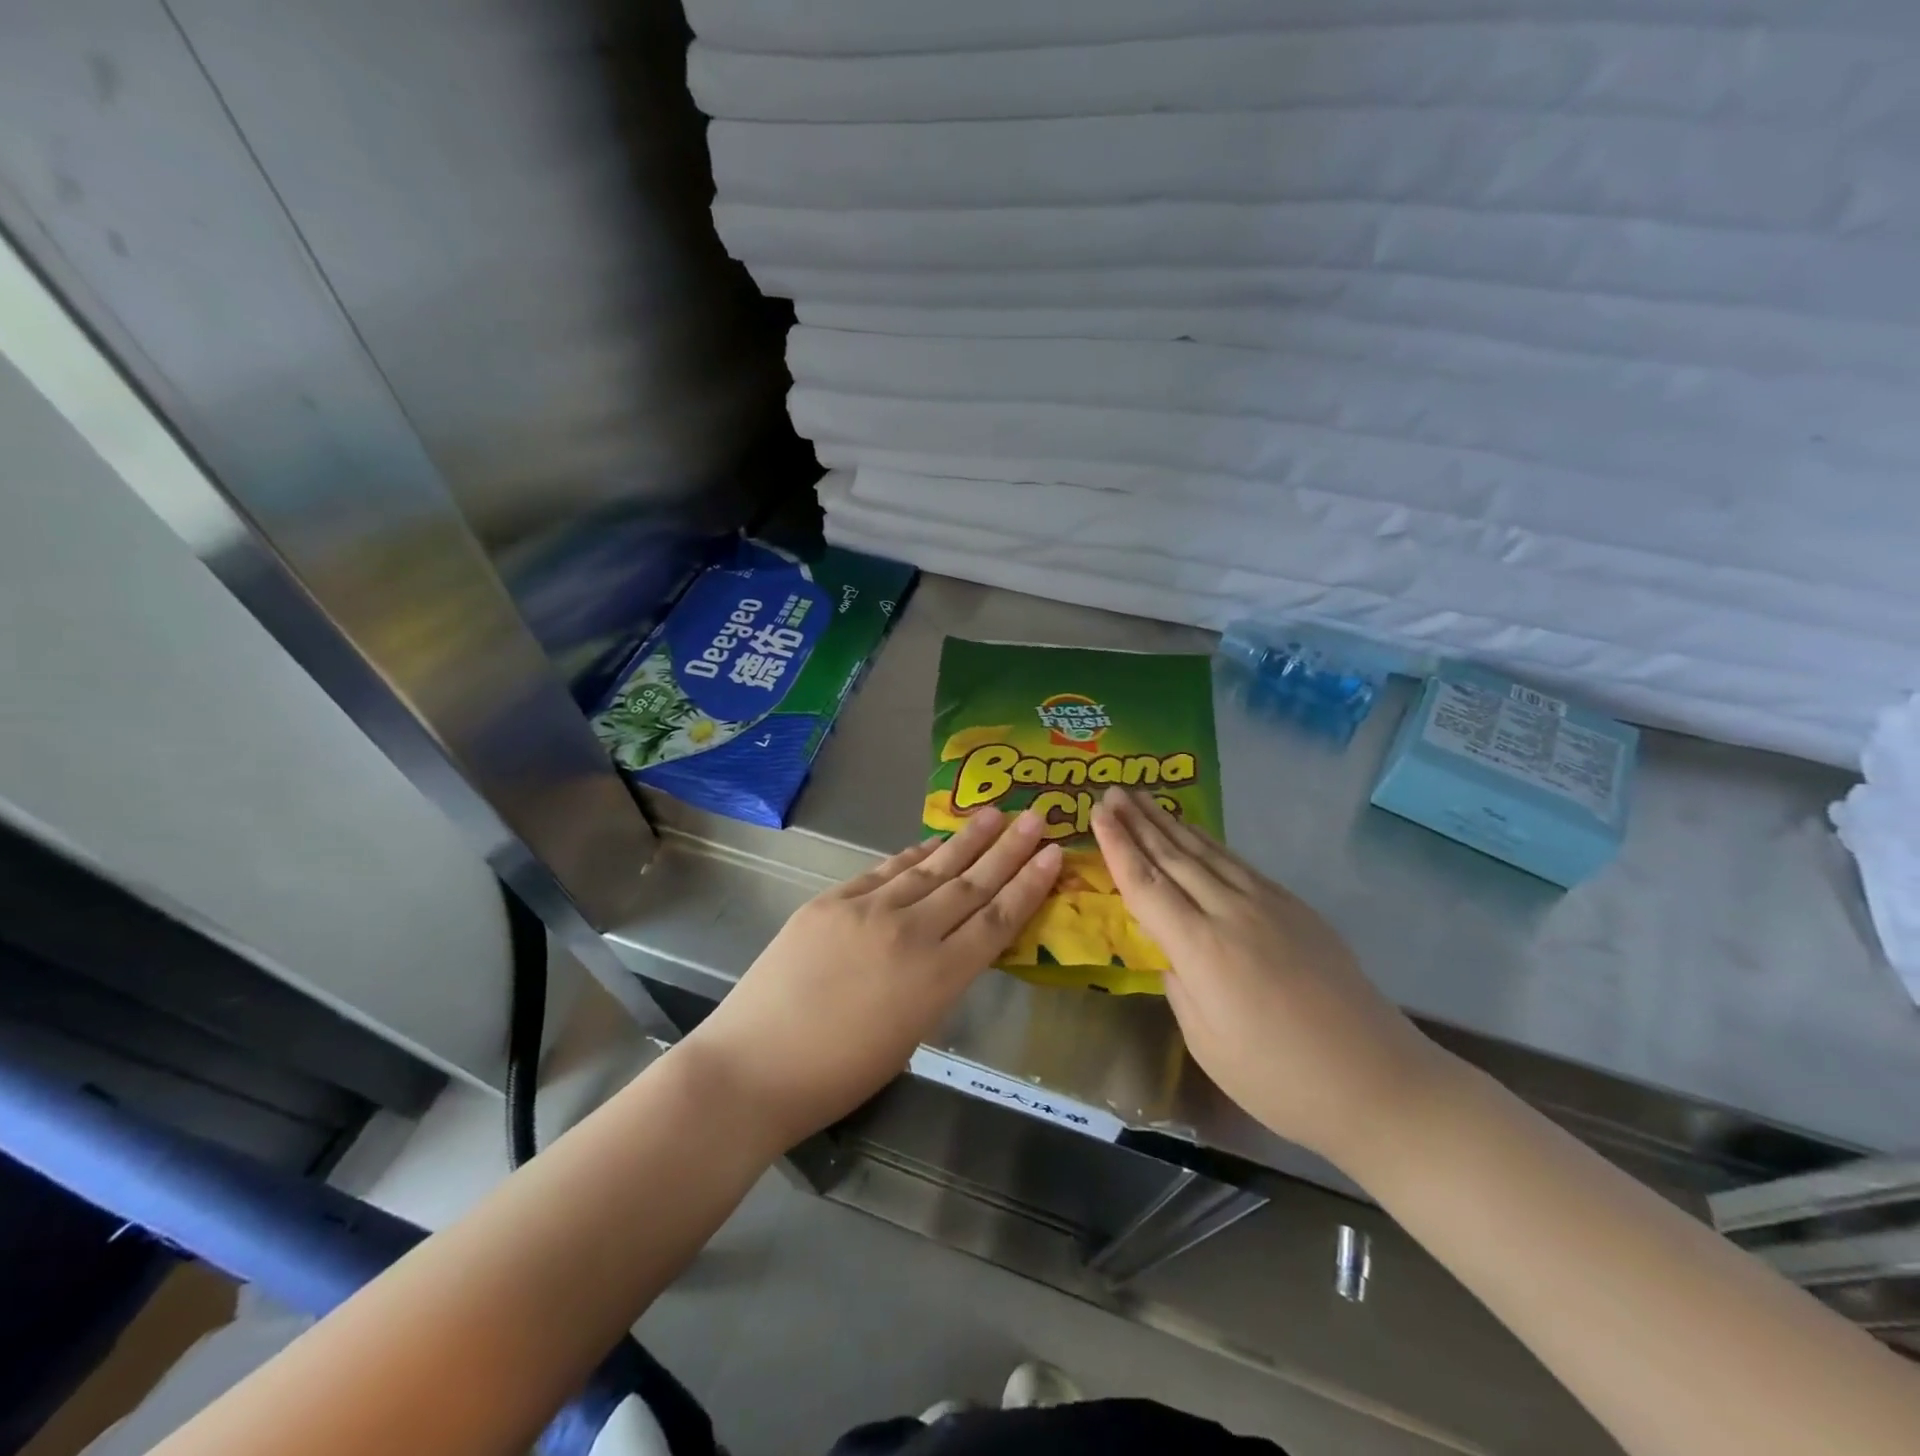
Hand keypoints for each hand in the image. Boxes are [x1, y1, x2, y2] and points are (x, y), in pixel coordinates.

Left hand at [681, 808, 1061, 1152]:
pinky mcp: (831, 901)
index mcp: (937, 979)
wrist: (753, 1067)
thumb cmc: (837, 1076)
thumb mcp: (909, 1036)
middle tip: (1036, 816)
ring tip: (993, 814)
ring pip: (930, 868)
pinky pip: (883, 871)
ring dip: (965, 840)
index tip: (1053, 854)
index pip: (996, 921)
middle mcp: (910, 934)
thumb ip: (936, 984)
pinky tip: (931, 842)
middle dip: (1008, 849)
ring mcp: (867, 910)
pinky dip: (911, 856)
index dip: (1028, 885)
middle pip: (970, 884)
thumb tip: (950, 945)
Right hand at [1092, 788, 1447, 1163]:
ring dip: (1169, 823)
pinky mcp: (1295, 908)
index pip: (1146, 885)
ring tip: (1142, 798)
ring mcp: (1267, 905)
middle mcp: (1231, 913)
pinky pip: (1238, 864)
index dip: (1117, 847)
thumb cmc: (1279, 1078)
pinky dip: (1208, 843)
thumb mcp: (1206, 1041)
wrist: (1377, 1082)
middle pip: (1173, 857)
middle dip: (1137, 822)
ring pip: (1206, 853)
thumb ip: (1179, 985)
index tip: (1095, 814)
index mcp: (1202, 949)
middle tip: (1111, 791)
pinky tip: (1194, 833)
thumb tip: (1171, 951)